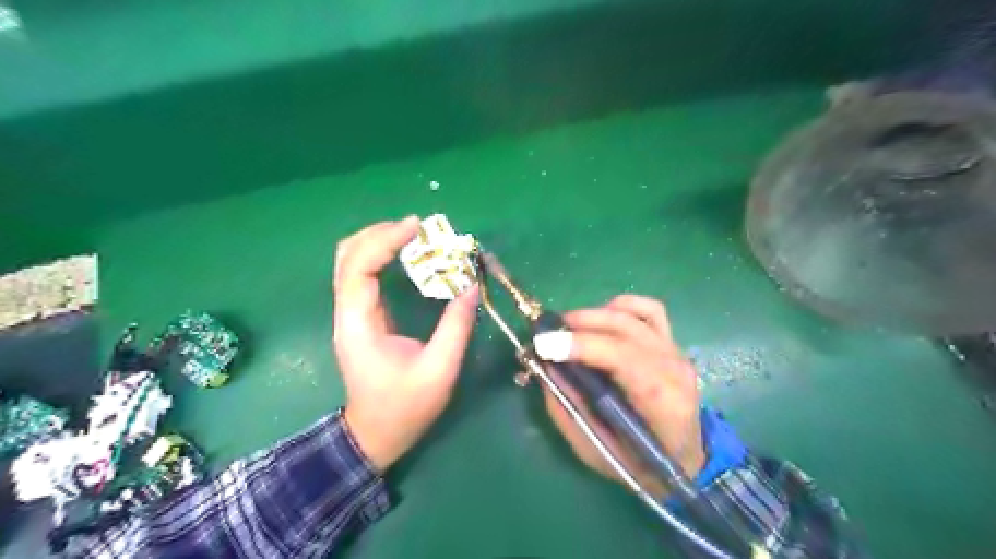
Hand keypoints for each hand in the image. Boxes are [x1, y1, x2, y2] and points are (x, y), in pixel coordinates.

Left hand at [332, 217, 479, 470]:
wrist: (376, 434)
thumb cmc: (405, 408)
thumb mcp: (439, 370)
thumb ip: (456, 326)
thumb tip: (471, 286)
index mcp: (359, 324)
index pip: (359, 268)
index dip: (384, 240)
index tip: (416, 227)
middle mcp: (347, 313)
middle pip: (347, 256)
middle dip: (380, 233)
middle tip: (417, 228)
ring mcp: (350, 314)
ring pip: (350, 262)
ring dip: (378, 241)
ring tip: (412, 235)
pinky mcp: (359, 317)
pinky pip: (361, 274)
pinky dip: (380, 256)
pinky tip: (404, 255)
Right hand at [538, 296, 697, 498]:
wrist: (684, 460)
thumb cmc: (639, 464)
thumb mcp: (594, 449)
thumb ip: (567, 408)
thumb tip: (544, 366)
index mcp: (661, 401)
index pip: (622, 357)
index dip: (581, 345)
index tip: (544, 344)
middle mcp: (673, 368)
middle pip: (624, 328)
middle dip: (579, 323)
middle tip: (546, 332)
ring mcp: (675, 351)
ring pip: (633, 314)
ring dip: (595, 314)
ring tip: (568, 326)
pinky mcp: (671, 343)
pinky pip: (649, 310)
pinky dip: (621, 306)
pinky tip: (601, 318)